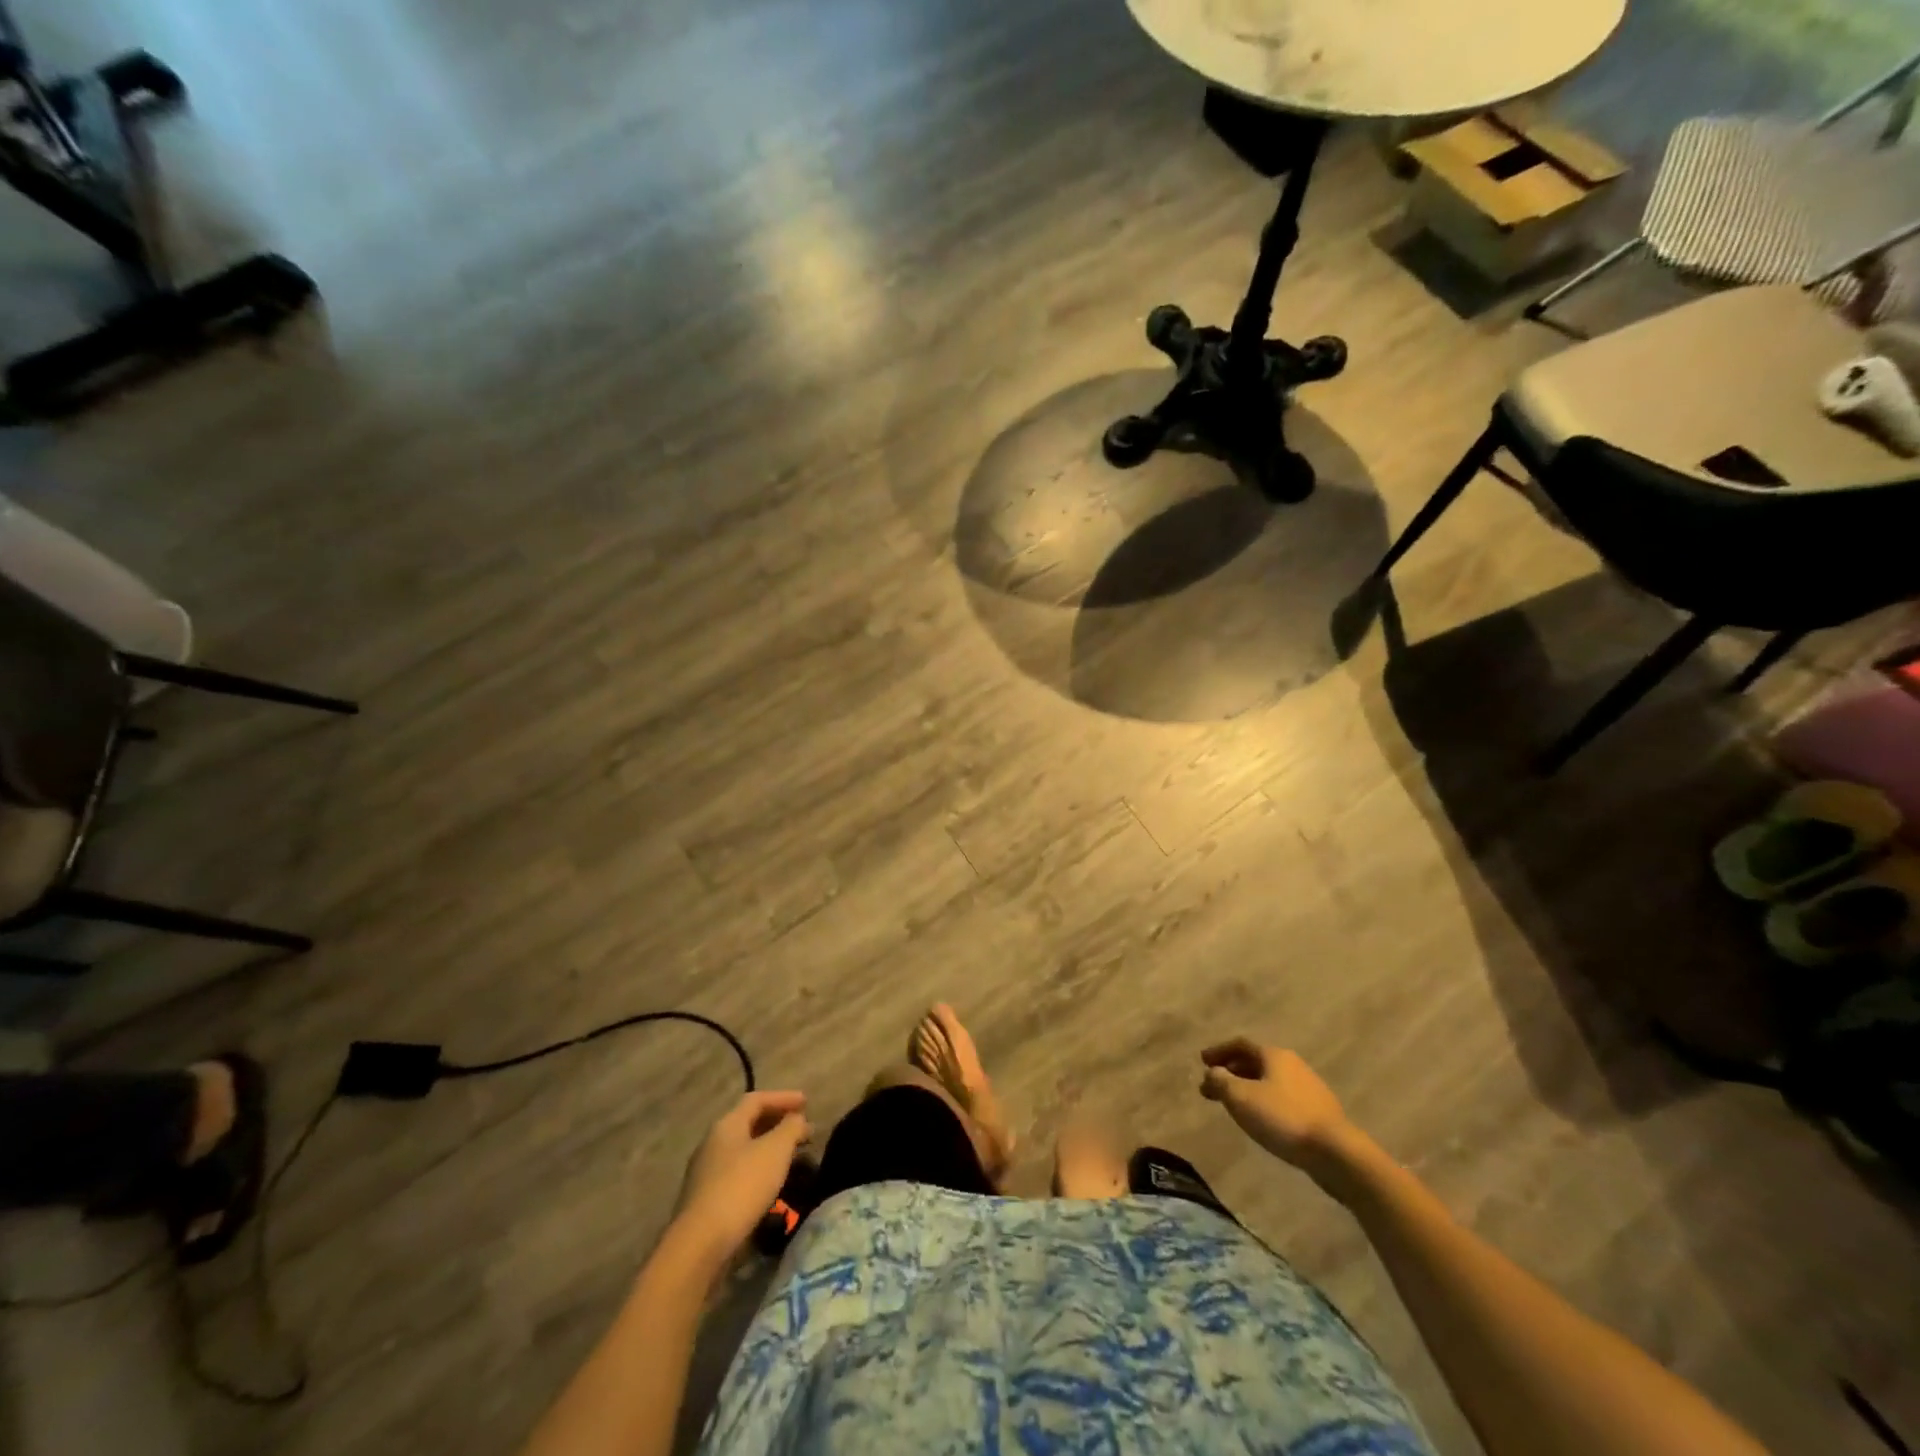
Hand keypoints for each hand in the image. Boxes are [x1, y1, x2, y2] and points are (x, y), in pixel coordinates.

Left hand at [673, 1091, 810, 1267]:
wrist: (700, 1245)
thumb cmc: (741, 1186)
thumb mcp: (776, 1150)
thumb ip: (791, 1128)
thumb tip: (797, 1119)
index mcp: (726, 1125)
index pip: (757, 1099)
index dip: (784, 1098)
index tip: (807, 1103)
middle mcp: (713, 1144)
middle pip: (749, 1124)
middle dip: (778, 1125)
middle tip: (804, 1132)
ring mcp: (706, 1174)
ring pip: (745, 1152)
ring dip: (770, 1151)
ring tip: (794, 1160)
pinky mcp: (707, 1202)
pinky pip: (739, 1175)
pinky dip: (760, 1173)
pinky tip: (773, 1187)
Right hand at [1200, 1040, 1354, 1177]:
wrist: (1336, 1153)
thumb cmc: (1283, 1118)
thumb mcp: (1241, 1097)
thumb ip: (1220, 1081)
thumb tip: (1211, 1073)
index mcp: (1274, 1055)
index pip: (1240, 1044)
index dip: (1219, 1051)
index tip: (1202, 1061)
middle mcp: (1292, 1064)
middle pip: (1255, 1062)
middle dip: (1231, 1072)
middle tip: (1212, 1087)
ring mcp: (1309, 1088)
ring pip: (1269, 1081)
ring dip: (1247, 1088)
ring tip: (1233, 1105)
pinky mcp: (1318, 1112)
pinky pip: (1282, 1098)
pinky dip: (1264, 1102)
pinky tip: (1261, 1119)